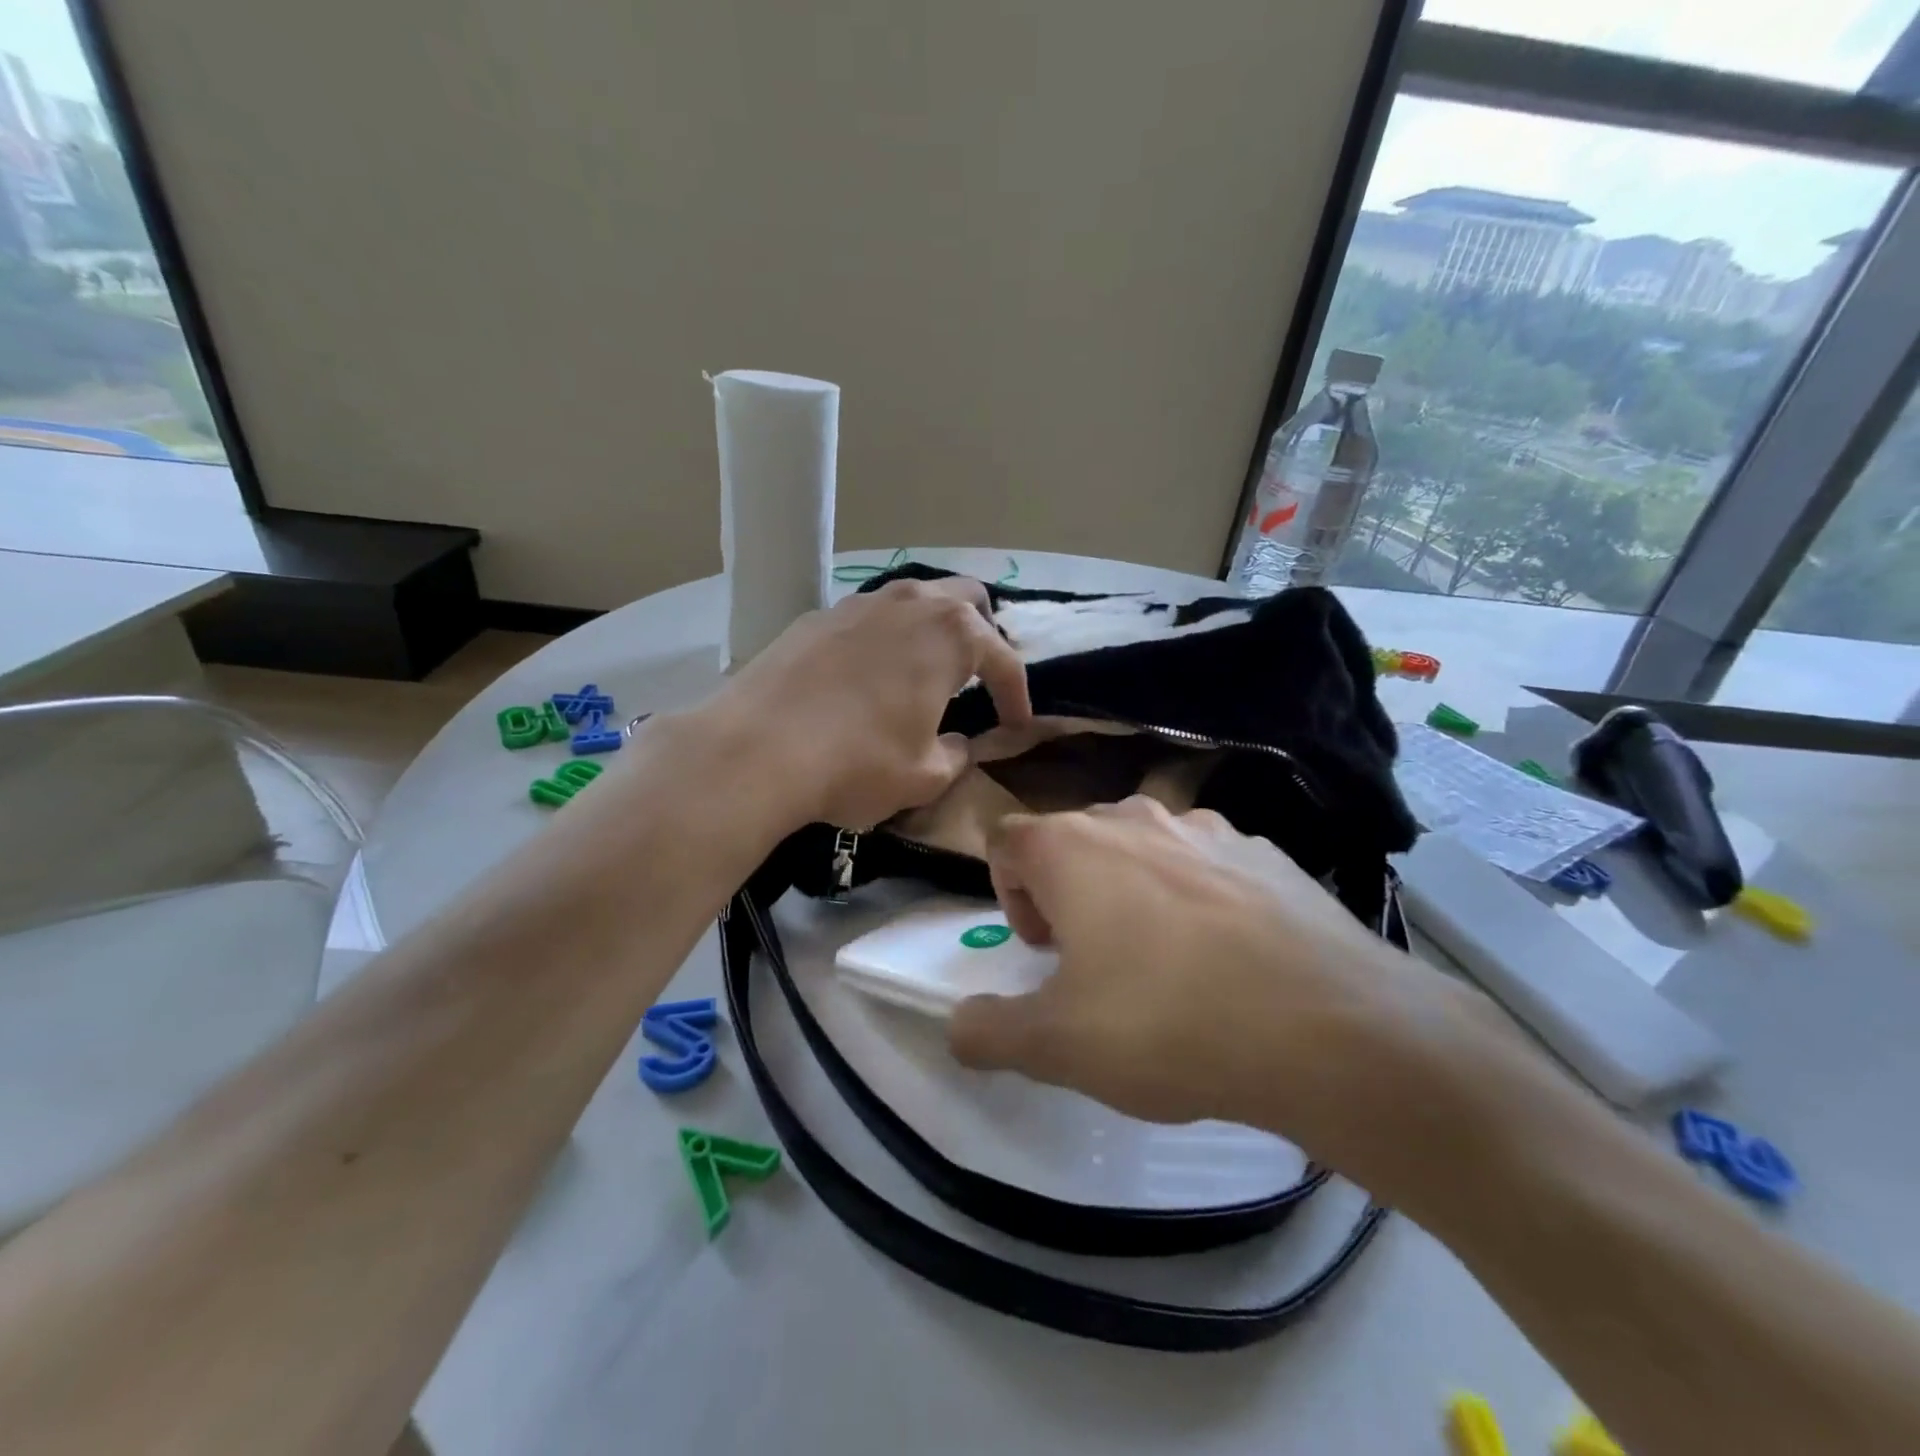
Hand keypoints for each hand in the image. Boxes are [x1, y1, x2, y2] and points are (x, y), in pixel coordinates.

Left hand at [701, 576, 1030, 832]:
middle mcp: (911, 602)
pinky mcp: (816, 617)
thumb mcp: (925, 776)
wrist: (755, 750)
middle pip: (966, 600)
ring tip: (925, 672)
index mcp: (952, 633)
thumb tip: (957, 744)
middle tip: (975, 679)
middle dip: (982, 636)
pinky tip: (868, 676)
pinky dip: (885, 639)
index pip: (1004, 660)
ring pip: (914, 600)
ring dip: (931, 630)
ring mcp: (859, 603)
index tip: (1017, 726)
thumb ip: (956, 755)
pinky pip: (869, 618)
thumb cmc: (858, 762)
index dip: (1018, 696)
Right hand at [948, 798, 1487, 1168]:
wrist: (1331, 1029)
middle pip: (1073, 841)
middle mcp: (1133, 819)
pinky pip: (1206, 865)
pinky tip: (1230, 959)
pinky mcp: (1266, 852)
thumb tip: (956, 1025)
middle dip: (1067, 896)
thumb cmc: (1168, 1023)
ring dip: (1131, 894)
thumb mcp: (1057, 1046)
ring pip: (1141, 849)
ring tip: (1164, 966)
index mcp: (1072, 846)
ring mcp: (1207, 829)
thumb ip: (987, 1032)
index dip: (1008, 894)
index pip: (1006, 841)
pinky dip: (1196, 898)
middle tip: (1094, 966)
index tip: (1042, 952)